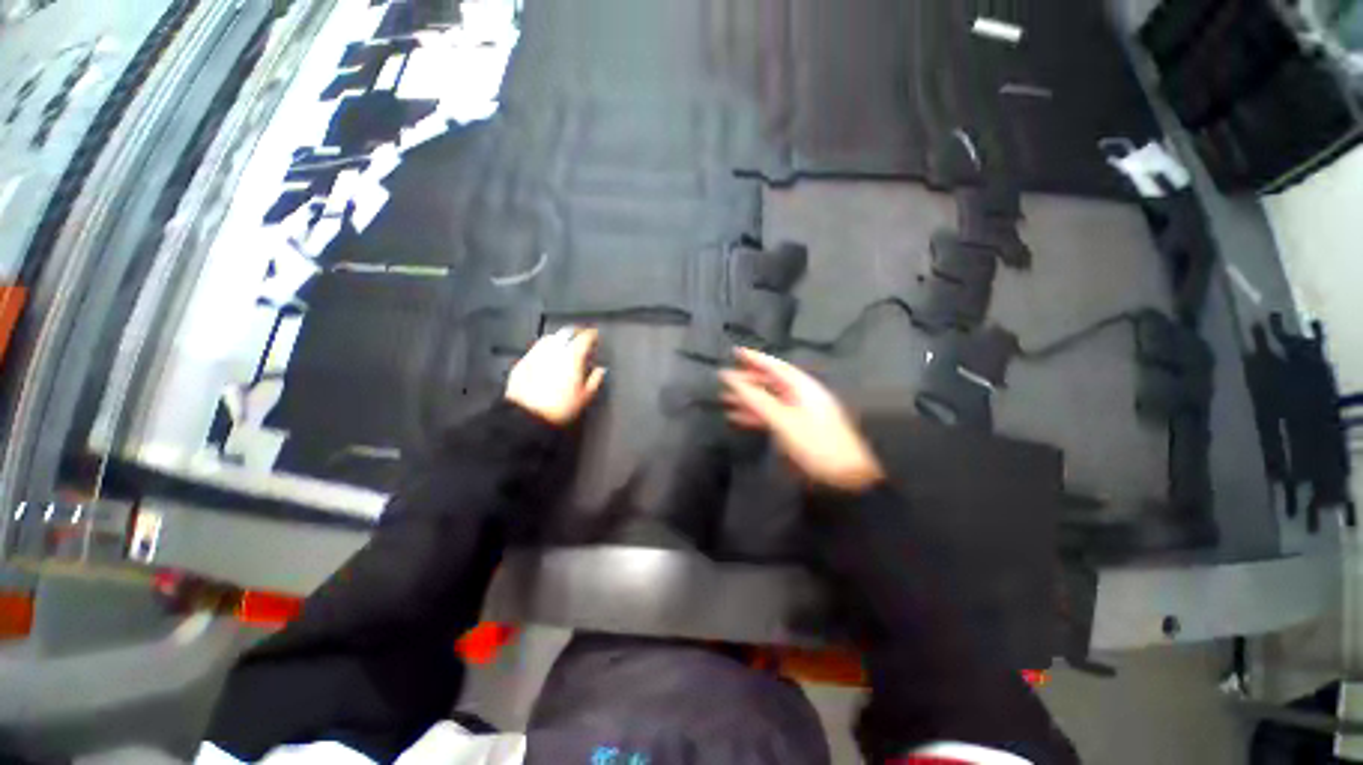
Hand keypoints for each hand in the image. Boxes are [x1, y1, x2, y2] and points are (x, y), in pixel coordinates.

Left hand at [505, 326, 606, 425]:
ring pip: (550, 338)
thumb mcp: (585, 397)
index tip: (595, 336)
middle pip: (566, 333)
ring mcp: (536, 355)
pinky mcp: (523, 363)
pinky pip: (536, 350)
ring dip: (560, 339)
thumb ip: (595, 380)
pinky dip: (545, 350)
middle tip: (582, 338)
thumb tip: (601, 371)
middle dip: (576, 333)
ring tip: (566, 346)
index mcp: (572, 356)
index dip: (592, 335)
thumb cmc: (558, 409)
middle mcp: (554, 351)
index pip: (584, 337)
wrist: (528, 416)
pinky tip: (548, 358)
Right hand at [719, 348, 884, 491]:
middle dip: (747, 381)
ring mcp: (799, 412)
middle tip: (725, 380)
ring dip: (748, 399)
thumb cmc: (817, 444)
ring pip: (769, 399)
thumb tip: (734, 380)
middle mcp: (801, 395)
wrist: (845, 475)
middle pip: (770, 382)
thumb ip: (757, 399)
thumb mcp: (783, 420)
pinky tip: (739, 418)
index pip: (775, 366)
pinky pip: (772, 415)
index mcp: (803, 387)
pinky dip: (755, 415)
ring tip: (725, 399)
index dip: (754, 358)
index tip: (735, 352)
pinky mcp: (797, 428)